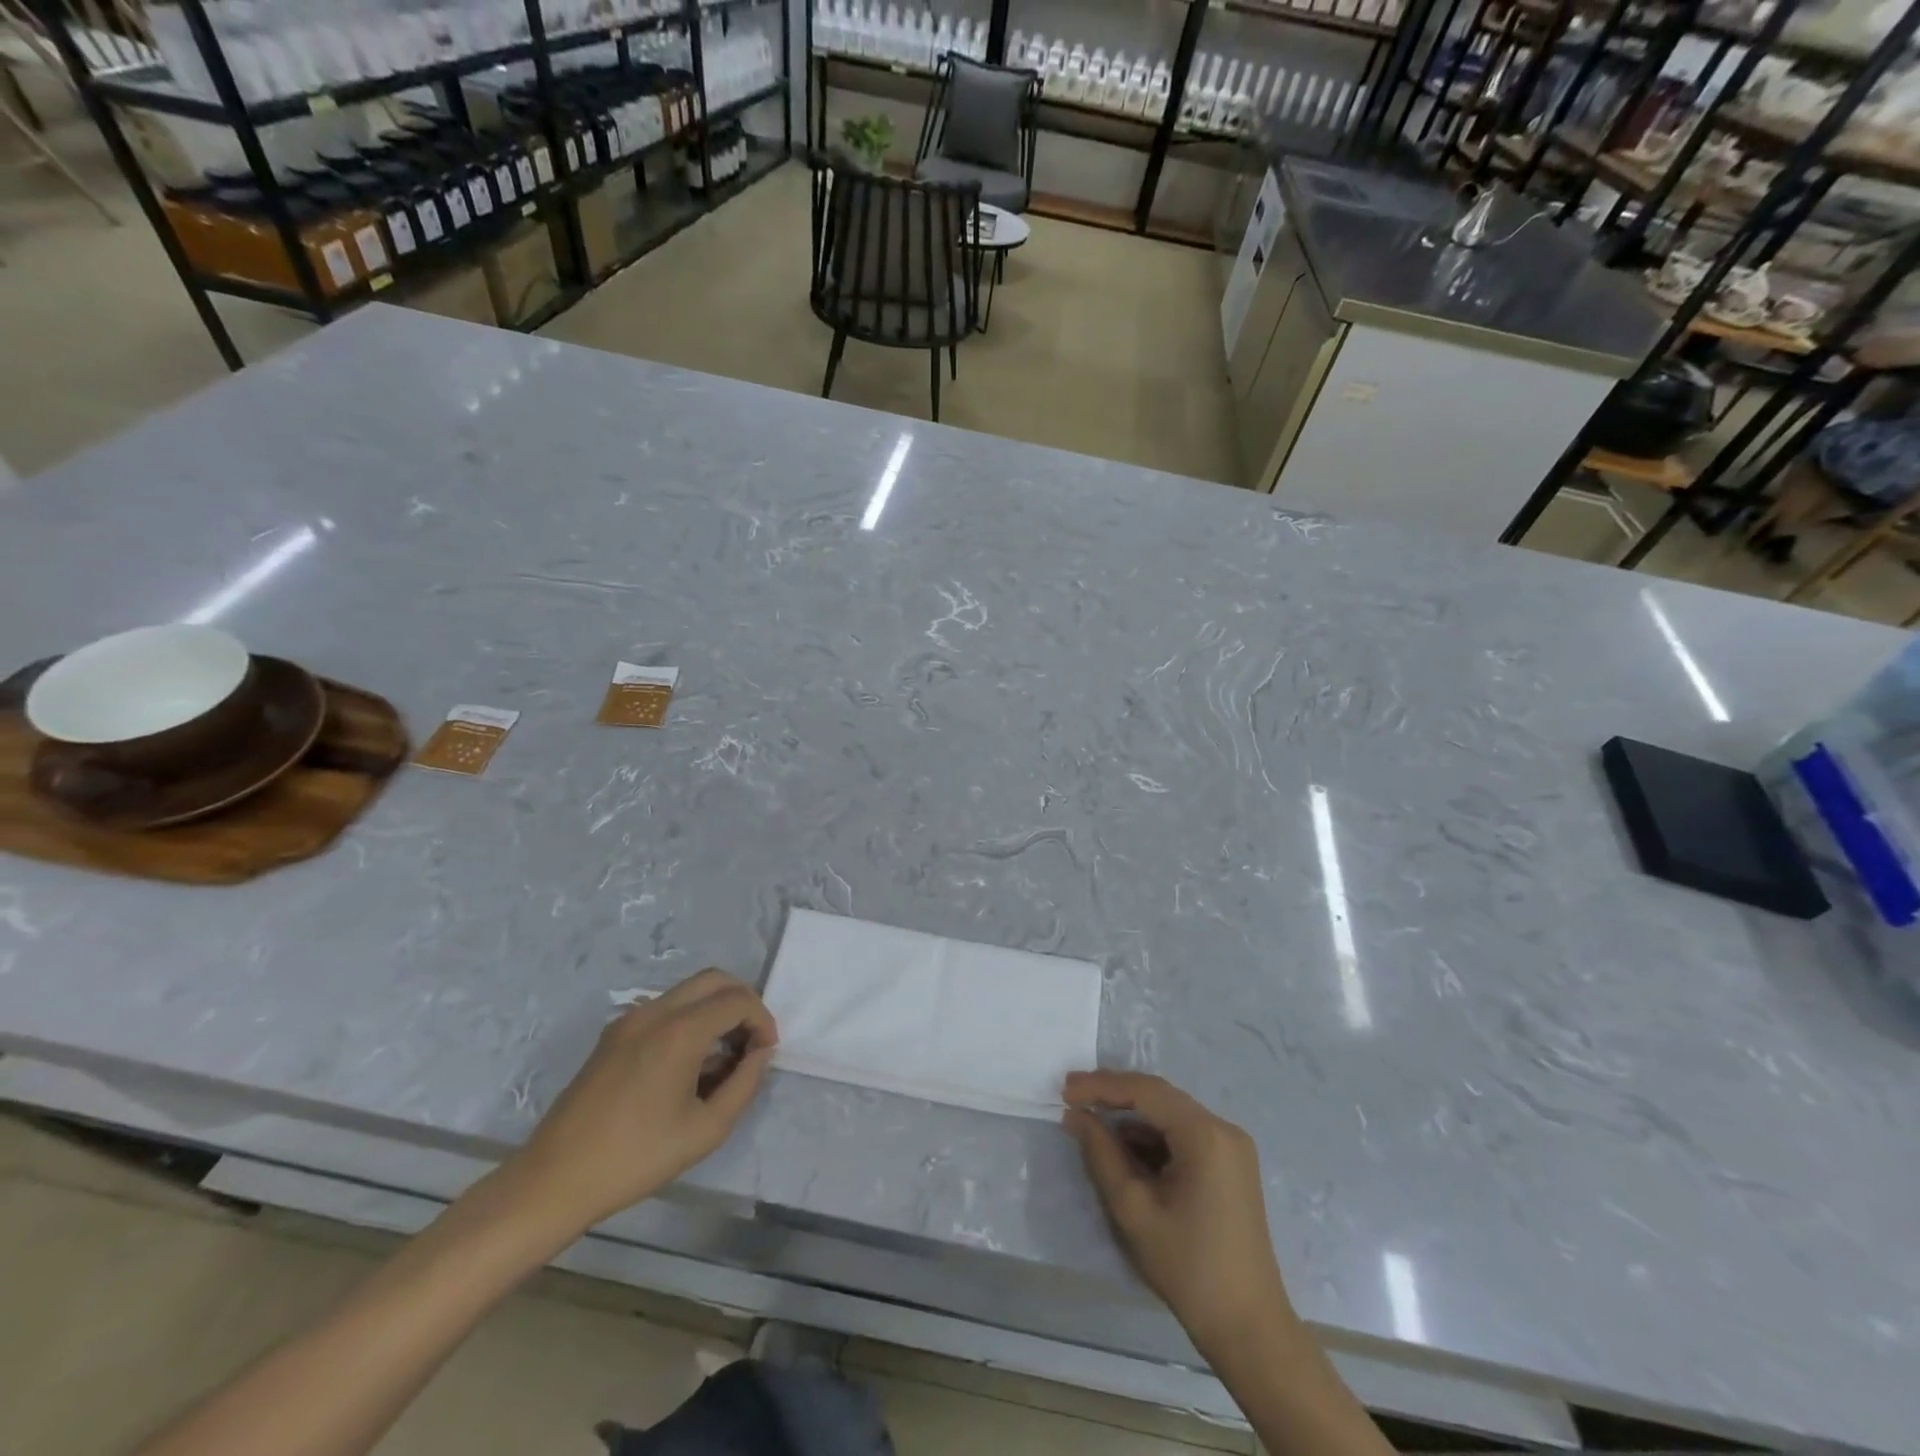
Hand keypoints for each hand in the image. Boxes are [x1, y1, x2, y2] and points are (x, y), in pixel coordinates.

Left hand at [507, 969, 777, 1236]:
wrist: (555, 1180)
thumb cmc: (636, 1158)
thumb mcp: (706, 1129)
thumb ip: (745, 1083)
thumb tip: (760, 1052)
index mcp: (679, 1032)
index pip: (738, 1000)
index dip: (762, 1021)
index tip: (766, 1053)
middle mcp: (655, 1012)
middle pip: (715, 979)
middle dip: (742, 1003)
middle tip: (750, 1043)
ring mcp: (630, 1019)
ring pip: (689, 991)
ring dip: (715, 1010)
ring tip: (721, 1059)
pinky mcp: (614, 1034)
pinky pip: (665, 1008)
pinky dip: (689, 1019)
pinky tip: (688, 1065)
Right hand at [1063, 1070, 1292, 1349]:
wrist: (1248, 1329)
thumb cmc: (1188, 1268)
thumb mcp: (1133, 1209)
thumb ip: (1101, 1154)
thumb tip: (1077, 1116)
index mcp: (1206, 1135)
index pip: (1146, 1091)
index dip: (1102, 1085)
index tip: (1065, 1090)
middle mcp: (1224, 1129)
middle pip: (1160, 1097)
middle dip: (1115, 1095)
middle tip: (1073, 1098)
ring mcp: (1231, 1147)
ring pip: (1171, 1115)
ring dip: (1132, 1118)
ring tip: (1092, 1124)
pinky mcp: (1230, 1166)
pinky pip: (1184, 1135)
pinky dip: (1153, 1139)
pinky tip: (1125, 1151)